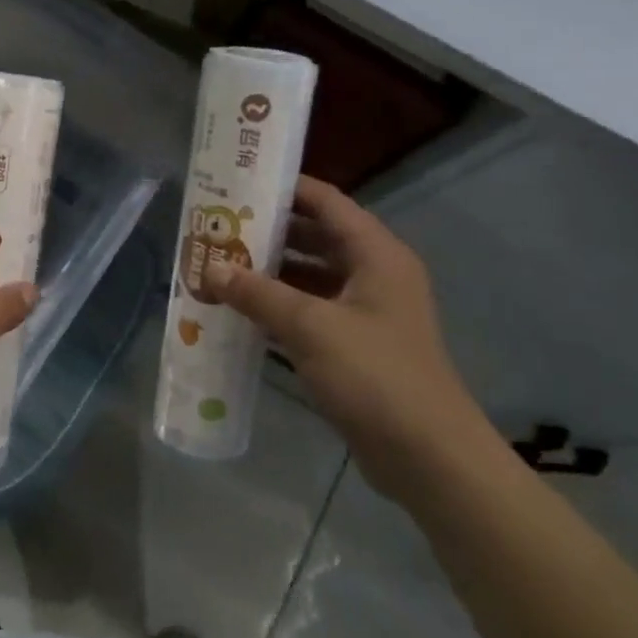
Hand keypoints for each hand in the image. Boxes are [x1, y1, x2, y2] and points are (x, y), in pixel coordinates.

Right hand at [202, 177, 506, 498]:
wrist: (427, 456)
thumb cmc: (375, 375)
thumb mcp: (311, 326)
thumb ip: (258, 293)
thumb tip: (210, 268)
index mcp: (376, 255)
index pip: (326, 202)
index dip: (285, 188)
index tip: (238, 181)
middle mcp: (374, 274)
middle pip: (315, 236)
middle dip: (267, 231)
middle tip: (217, 226)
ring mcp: (366, 312)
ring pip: (309, 275)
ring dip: (269, 271)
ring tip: (218, 264)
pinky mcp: (355, 345)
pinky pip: (310, 310)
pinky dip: (278, 306)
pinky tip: (240, 310)